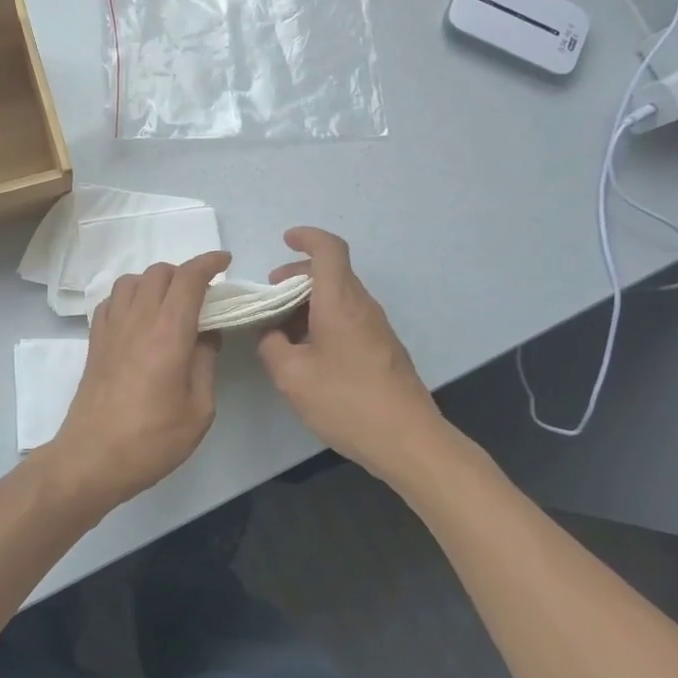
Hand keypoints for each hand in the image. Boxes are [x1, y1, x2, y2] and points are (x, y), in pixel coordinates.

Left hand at [49, 251, 230, 508]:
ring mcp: (111, 328)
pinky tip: (139, 318)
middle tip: (202, 295)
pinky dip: (129, 297)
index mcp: (168, 332)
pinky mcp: (94, 341)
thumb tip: (208, 335)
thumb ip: (206, 364)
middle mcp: (137, 319)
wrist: (93, 457)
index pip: (188, 278)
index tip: (225, 262)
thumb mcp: (199, 410)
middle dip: (184, 273)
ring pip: (131, 280)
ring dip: (154, 282)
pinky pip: (111, 301)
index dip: (208, 263)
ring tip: (169, 304)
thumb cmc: (152, 439)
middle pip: (159, 272)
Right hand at [256, 228, 456, 473]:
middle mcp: (362, 306)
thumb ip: (271, 347)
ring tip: (281, 328)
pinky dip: (323, 320)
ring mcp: (377, 328)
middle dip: (297, 275)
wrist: (408, 440)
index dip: (307, 237)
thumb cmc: (346, 401)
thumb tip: (270, 334)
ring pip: (340, 297)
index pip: (329, 250)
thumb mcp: (292, 376)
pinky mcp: (382, 350)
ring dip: (309, 301)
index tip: (286, 240)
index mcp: (340, 302)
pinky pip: (348, 318)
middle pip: (332, 273)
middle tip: (269, 294)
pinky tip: (307, 352)